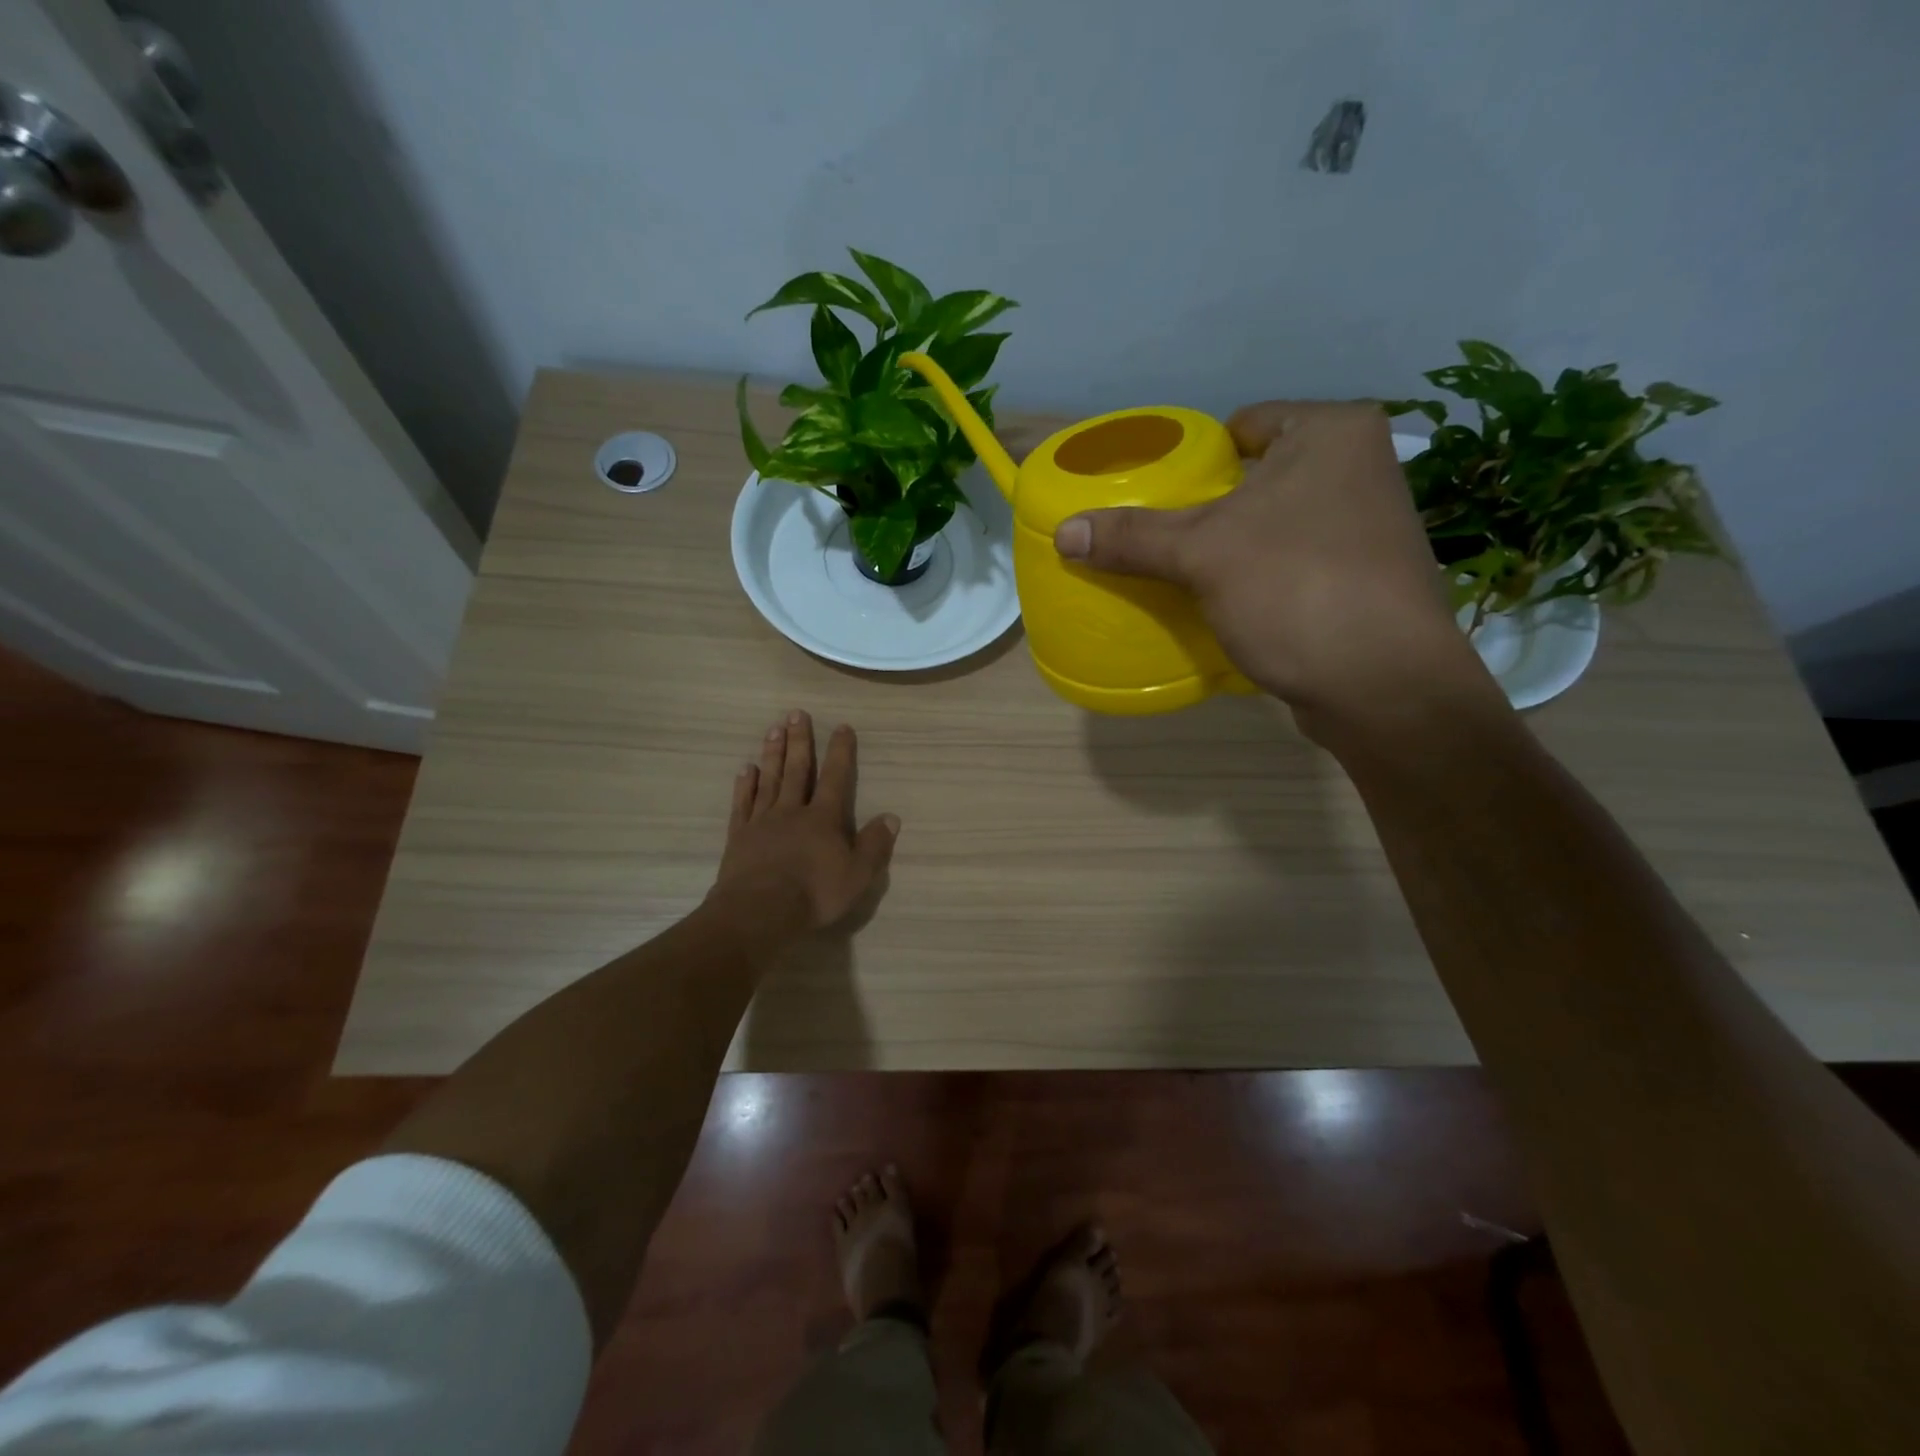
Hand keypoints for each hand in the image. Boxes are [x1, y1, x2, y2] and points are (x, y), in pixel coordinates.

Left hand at [711, 711, 898, 931]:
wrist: (759, 911)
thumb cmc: (814, 894)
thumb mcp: (857, 875)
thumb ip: (875, 845)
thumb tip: (892, 817)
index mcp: (823, 819)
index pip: (835, 777)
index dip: (840, 752)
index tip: (841, 726)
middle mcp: (792, 811)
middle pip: (797, 769)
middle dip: (799, 740)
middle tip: (796, 713)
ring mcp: (763, 821)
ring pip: (769, 780)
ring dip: (773, 753)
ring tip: (773, 729)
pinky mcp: (739, 836)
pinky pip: (743, 804)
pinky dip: (746, 785)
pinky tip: (746, 769)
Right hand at [1052, 401, 1495, 728]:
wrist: (1382, 685)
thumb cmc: (1295, 589)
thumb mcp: (1201, 556)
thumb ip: (1132, 537)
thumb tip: (1064, 532)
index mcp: (1332, 433)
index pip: (1245, 425)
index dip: (1195, 456)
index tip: (1158, 492)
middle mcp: (1361, 468)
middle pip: (1258, 476)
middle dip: (1210, 507)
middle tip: (1160, 535)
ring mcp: (1371, 526)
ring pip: (1277, 524)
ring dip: (1235, 546)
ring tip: (1183, 570)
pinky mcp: (1367, 579)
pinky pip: (1294, 563)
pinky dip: (1260, 577)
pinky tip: (1227, 602)